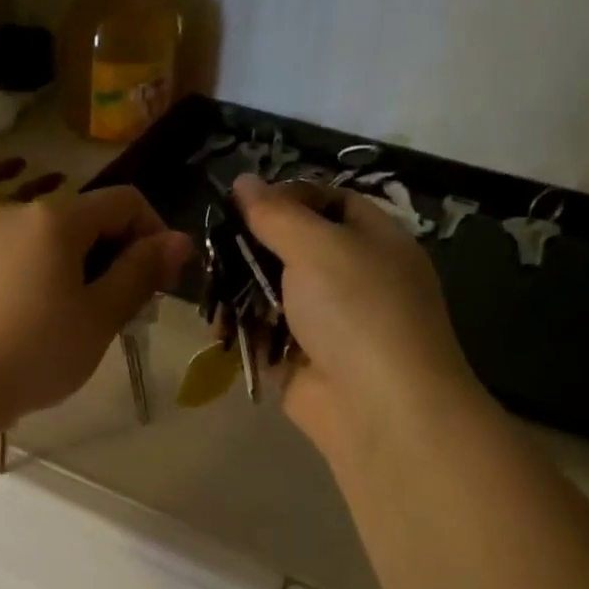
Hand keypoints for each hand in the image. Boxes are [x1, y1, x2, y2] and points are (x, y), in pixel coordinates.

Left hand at [0, 186, 191, 426]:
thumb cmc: (37, 353)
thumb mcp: (100, 317)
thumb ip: (141, 272)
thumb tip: (178, 240)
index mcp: (55, 218)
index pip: (125, 202)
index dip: (155, 235)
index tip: (161, 283)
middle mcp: (14, 215)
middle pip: (84, 222)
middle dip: (114, 257)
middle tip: (123, 312)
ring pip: (47, 245)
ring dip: (77, 272)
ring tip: (77, 324)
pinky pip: (14, 264)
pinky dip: (38, 282)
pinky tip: (32, 328)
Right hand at [233, 174, 485, 465]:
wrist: (378, 407)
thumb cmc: (357, 311)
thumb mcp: (318, 247)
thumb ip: (276, 215)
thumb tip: (244, 181)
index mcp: (373, 240)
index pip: (329, 202)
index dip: (287, 197)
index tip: (243, 204)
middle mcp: (352, 278)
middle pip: (293, 249)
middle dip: (252, 250)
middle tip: (214, 249)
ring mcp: (327, 324)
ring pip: (274, 295)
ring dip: (240, 294)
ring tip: (211, 295)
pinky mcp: (303, 362)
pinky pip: (267, 337)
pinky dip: (243, 333)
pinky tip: (217, 330)